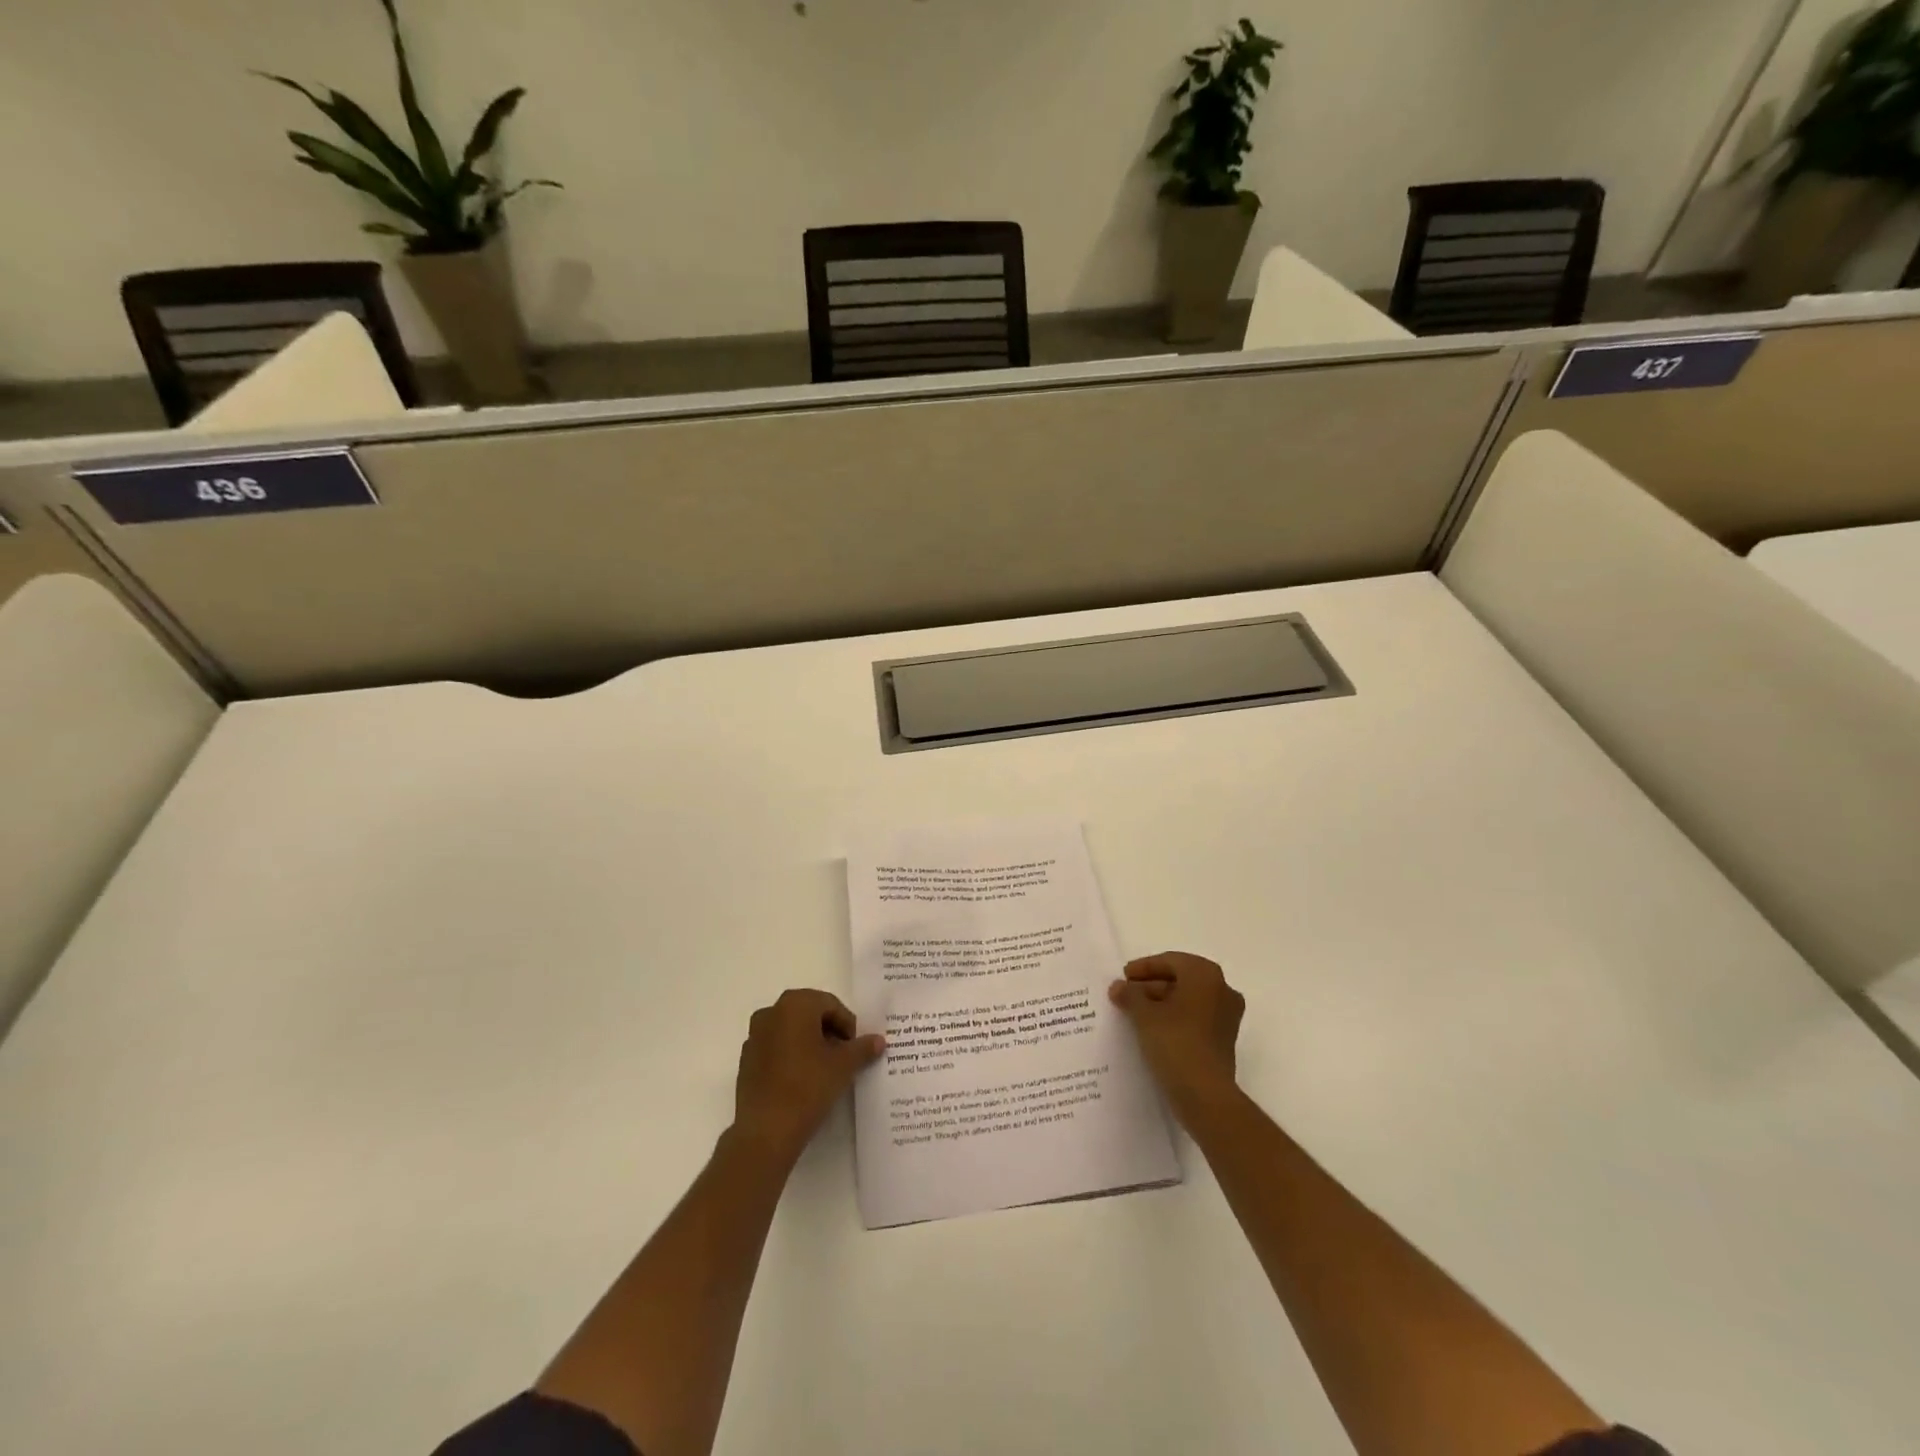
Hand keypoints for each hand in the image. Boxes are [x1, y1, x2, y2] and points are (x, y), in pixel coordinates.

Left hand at [731, 989, 882, 1163]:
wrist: (766, 1131)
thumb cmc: (808, 1087)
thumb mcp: (844, 1065)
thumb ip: (862, 1048)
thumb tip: (878, 1040)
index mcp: (795, 1004)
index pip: (830, 1005)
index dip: (848, 1025)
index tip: (856, 1048)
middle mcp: (771, 1012)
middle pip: (810, 1014)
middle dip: (829, 1032)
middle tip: (844, 1056)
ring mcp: (754, 1036)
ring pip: (791, 1031)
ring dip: (810, 1043)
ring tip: (826, 1069)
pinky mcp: (746, 1060)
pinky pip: (776, 1048)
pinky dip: (792, 1055)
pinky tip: (803, 1080)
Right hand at [1109, 952, 1244, 1121]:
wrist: (1205, 1095)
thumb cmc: (1175, 1043)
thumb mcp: (1144, 1015)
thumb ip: (1130, 995)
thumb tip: (1118, 987)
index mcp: (1205, 975)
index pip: (1170, 961)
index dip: (1144, 967)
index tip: (1123, 977)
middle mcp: (1222, 990)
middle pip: (1180, 979)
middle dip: (1151, 985)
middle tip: (1126, 994)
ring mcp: (1226, 1016)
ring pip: (1188, 1000)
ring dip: (1161, 1003)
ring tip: (1133, 1013)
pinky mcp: (1224, 1040)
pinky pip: (1195, 1018)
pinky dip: (1174, 1018)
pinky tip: (1151, 1030)